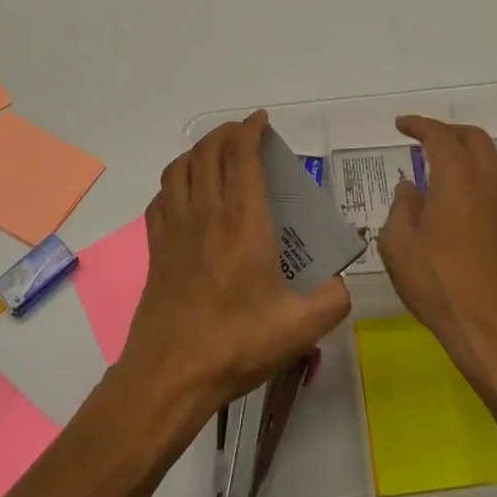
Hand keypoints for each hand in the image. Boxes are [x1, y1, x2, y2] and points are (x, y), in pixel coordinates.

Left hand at [120, 111, 351, 425]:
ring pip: (180, 168)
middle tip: (245, 133)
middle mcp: (206, 214)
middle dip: (226, 133)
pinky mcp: (156, 247)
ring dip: (199, 151)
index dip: (250, 130)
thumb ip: (332, 300)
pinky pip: (161, 197)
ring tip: (216, 154)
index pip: (241, 157)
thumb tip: (340, 283)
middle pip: (208, 152)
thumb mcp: (300, 328)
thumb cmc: (236, 345)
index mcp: (242, 223)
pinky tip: (186, 193)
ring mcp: (175, 228)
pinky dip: (176, 181)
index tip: (262, 121)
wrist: (171, 375)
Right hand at [377, 115, 496, 398]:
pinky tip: (464, 198)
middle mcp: (489, 180)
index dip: (418, 125)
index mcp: (458, 176)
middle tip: (425, 139)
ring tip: (445, 166)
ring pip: (492, 159)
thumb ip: (402, 206)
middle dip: (448, 132)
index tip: (401, 125)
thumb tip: (411, 187)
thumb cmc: (440, 284)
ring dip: (468, 152)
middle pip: (473, 138)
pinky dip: (480, 176)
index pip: (439, 135)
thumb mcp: (400, 245)